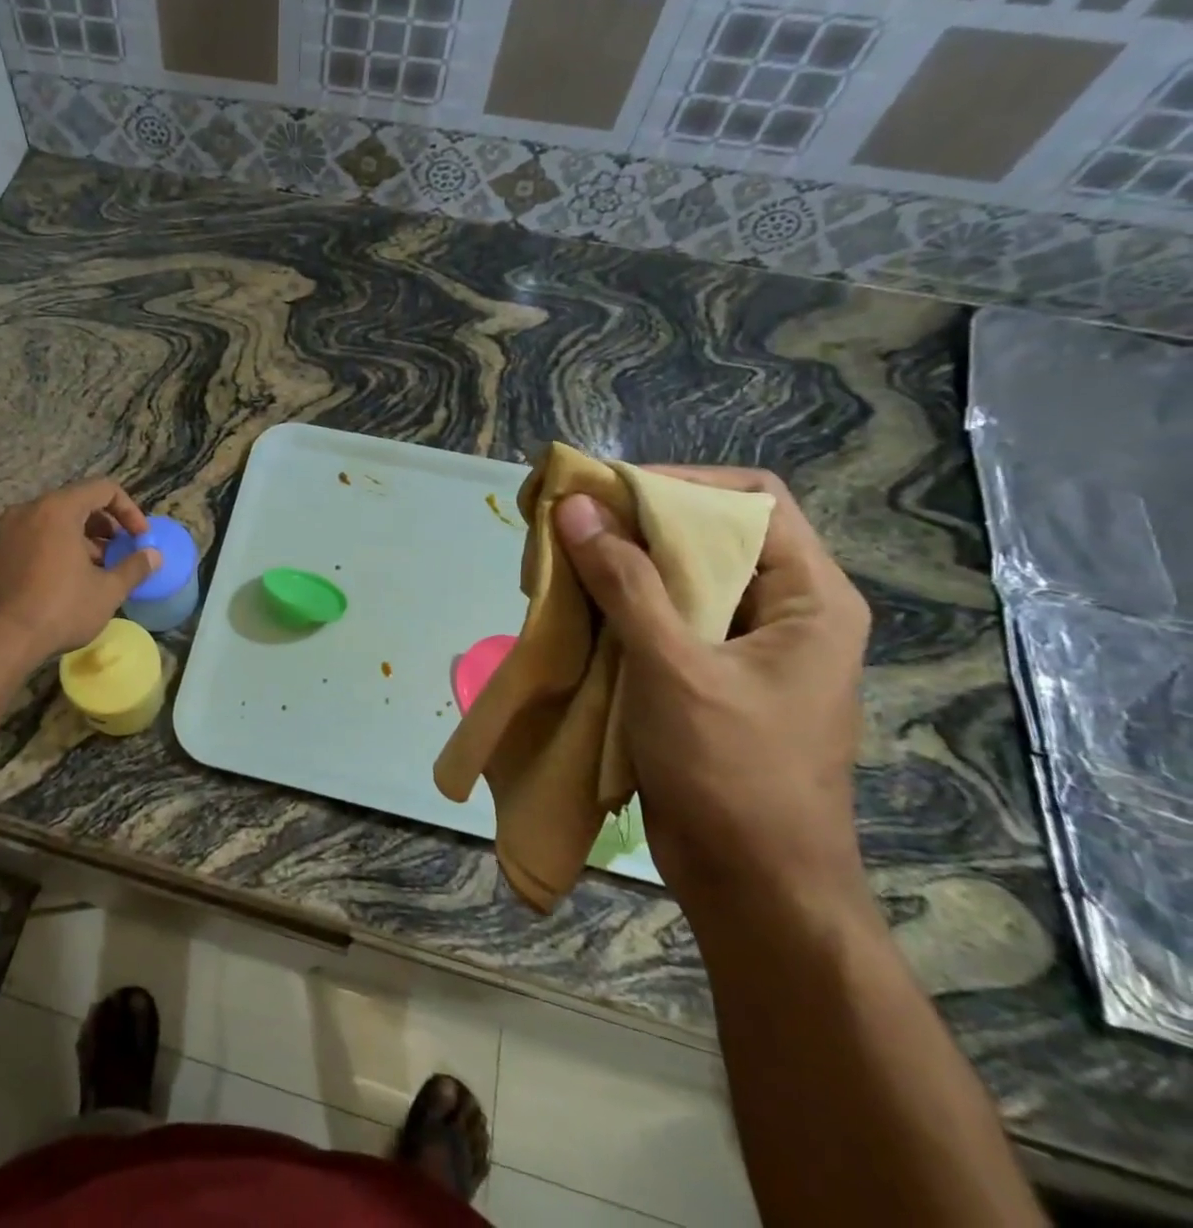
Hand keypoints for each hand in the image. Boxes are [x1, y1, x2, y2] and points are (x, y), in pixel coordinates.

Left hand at [0, 479, 161, 664]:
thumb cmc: (59, 609)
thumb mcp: (107, 591)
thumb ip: (134, 568)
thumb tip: (154, 556)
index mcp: (58, 509)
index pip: (103, 489)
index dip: (129, 511)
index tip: (140, 538)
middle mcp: (28, 511)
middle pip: (76, 503)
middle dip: (104, 527)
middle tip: (118, 554)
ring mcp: (5, 532)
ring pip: (52, 523)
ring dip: (79, 540)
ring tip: (94, 572)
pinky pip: (31, 540)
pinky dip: (53, 550)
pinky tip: (62, 584)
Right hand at [555, 468, 872, 910]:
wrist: (755, 885)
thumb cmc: (732, 772)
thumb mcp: (674, 667)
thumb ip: (624, 582)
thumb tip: (576, 508)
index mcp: (808, 598)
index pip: (752, 500)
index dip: (679, 485)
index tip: (607, 495)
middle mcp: (782, 611)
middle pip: (710, 535)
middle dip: (636, 525)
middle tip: (569, 526)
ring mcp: (744, 647)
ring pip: (679, 578)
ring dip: (619, 567)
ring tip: (561, 564)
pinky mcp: (708, 676)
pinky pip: (662, 619)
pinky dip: (618, 607)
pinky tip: (575, 611)